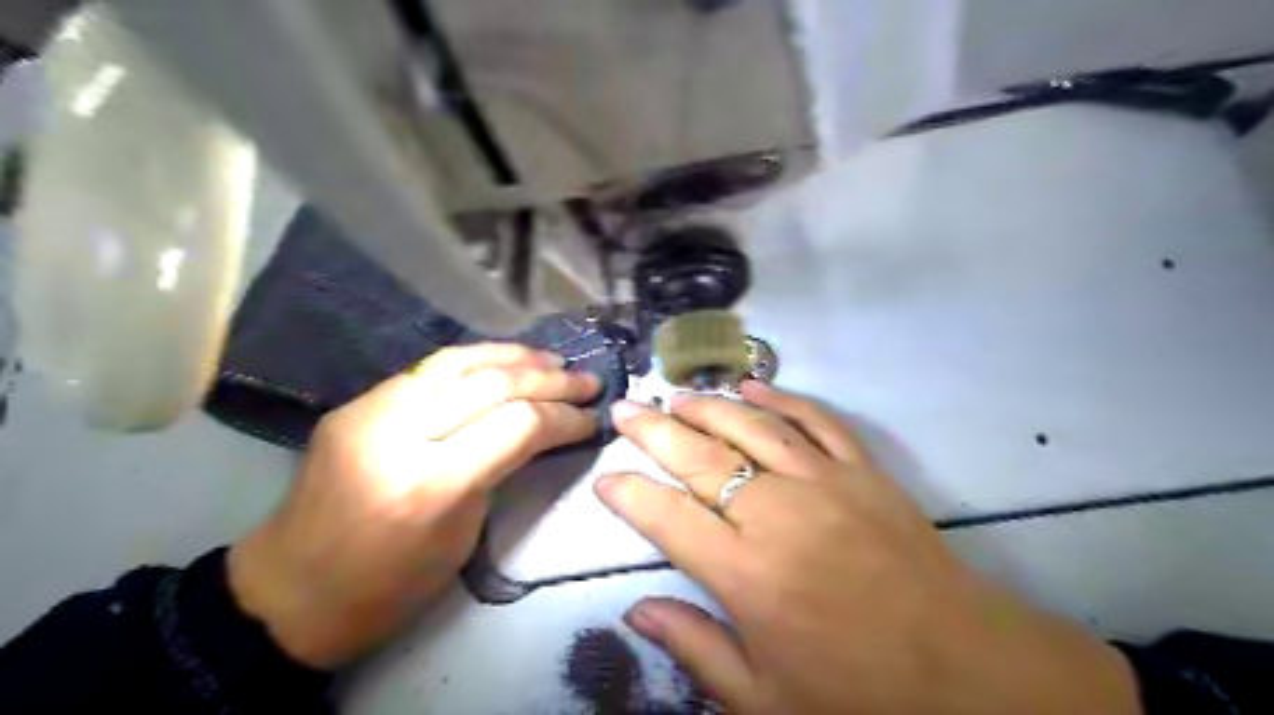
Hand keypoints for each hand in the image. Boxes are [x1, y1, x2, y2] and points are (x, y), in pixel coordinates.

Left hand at [227, 347, 598, 669]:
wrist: (289, 593)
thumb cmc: (388, 587)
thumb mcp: (463, 536)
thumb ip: (499, 471)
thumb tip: (540, 429)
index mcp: (431, 485)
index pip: (517, 425)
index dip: (564, 417)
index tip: (592, 419)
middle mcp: (399, 435)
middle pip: (492, 384)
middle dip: (550, 380)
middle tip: (587, 381)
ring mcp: (369, 411)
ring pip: (458, 360)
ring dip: (514, 356)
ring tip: (552, 361)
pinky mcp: (356, 403)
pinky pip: (427, 369)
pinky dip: (475, 360)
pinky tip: (502, 363)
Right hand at [593, 382, 1140, 714]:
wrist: (967, 670)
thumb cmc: (858, 692)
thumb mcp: (765, 697)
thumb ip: (695, 647)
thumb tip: (635, 611)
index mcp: (746, 574)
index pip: (666, 516)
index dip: (628, 493)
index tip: (605, 479)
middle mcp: (776, 514)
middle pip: (699, 457)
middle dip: (654, 430)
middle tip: (625, 409)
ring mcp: (823, 482)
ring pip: (750, 427)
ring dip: (708, 406)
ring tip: (677, 395)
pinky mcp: (863, 470)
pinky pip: (815, 420)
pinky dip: (781, 399)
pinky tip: (753, 385)